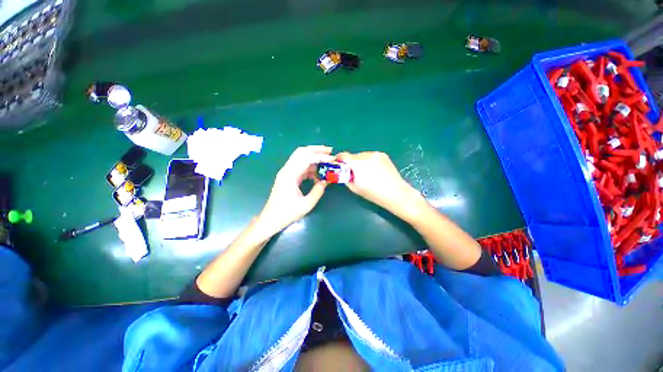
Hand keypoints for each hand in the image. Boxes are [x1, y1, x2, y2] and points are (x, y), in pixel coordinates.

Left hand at [256, 146, 334, 235]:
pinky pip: (300, 166)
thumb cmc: (287, 213)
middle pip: (301, 152)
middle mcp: (287, 170)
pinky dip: (310, 166)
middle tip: (329, 150)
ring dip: (313, 156)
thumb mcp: (306, 204)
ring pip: (300, 157)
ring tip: (326, 159)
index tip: (332, 158)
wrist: (271, 219)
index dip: (320, 157)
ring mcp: (286, 172)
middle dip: (316, 149)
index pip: (306, 158)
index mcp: (290, 175)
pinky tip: (318, 172)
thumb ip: (318, 191)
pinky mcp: (288, 176)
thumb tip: (326, 181)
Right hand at [337, 151, 424, 218]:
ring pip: (362, 155)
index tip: (339, 166)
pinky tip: (375, 171)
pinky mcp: (383, 155)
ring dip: (360, 162)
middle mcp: (366, 155)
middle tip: (354, 173)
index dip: (339, 160)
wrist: (395, 193)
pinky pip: (371, 156)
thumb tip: (343, 171)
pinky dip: (369, 161)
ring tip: (367, 173)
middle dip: (351, 163)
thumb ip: (345, 177)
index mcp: (358, 163)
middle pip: (353, 156)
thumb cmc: (373, 193)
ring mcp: (376, 154)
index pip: (343, 155)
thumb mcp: (354, 187)